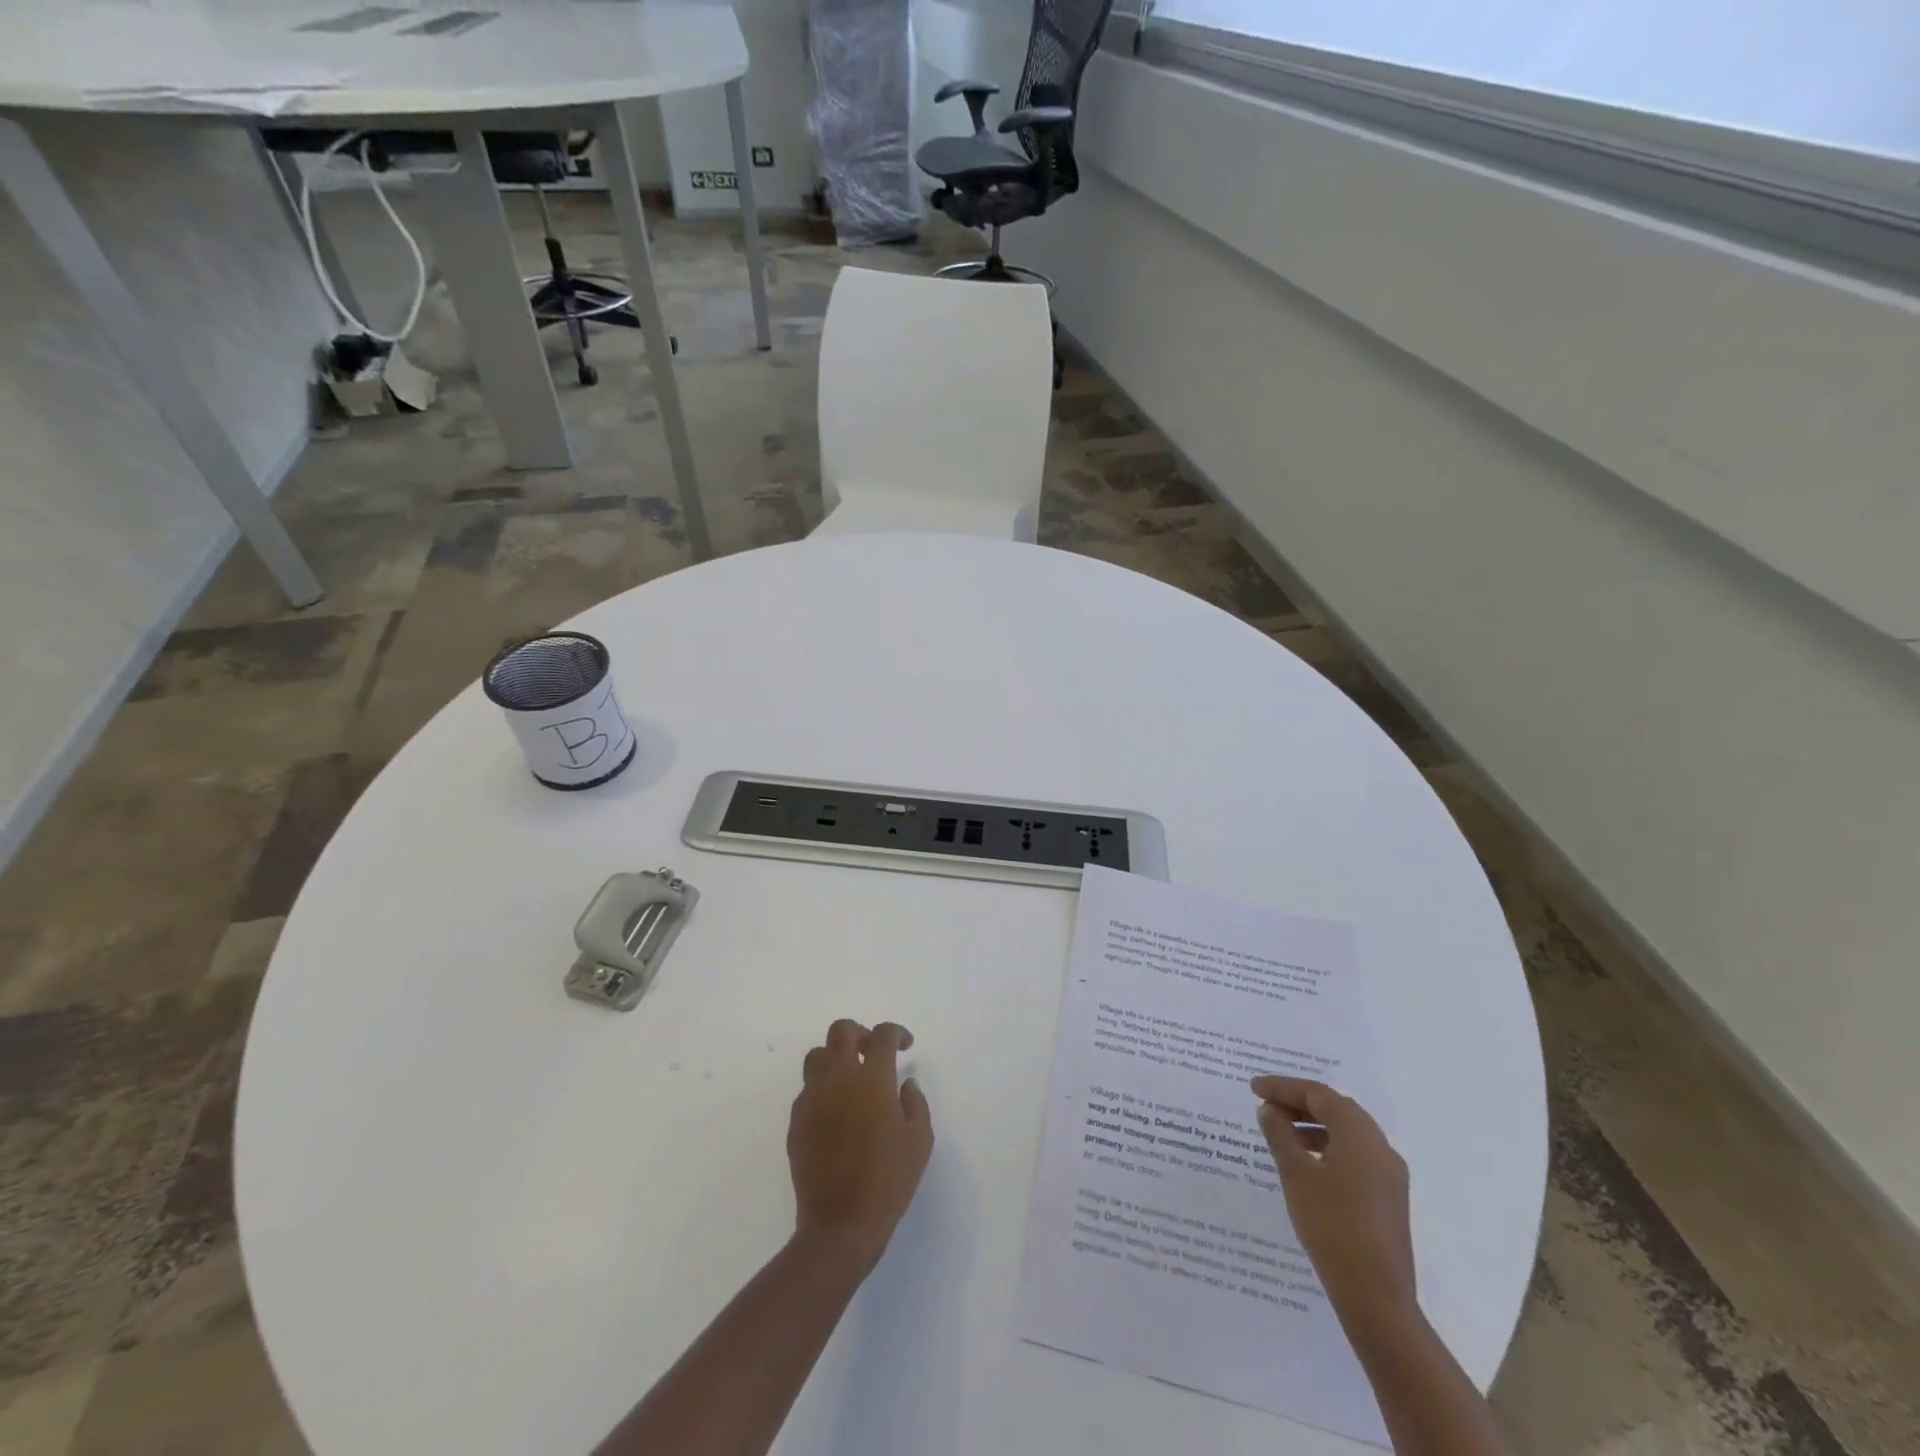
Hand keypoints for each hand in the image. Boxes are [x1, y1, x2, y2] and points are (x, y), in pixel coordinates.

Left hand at [788, 1020, 932, 1273]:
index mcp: (872, 1079)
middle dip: (860, 1034)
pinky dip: (823, 1088)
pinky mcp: (796, 1121)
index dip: (896, 1032)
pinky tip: (836, 1111)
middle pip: (841, 1031)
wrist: (840, 1225)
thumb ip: (915, 1103)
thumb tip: (905, 1084)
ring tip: (851, 1077)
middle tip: (873, 1052)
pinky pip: (807, 1089)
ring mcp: (812, 1098)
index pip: (882, 1035)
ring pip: (817, 1055)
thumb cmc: (888, 1181)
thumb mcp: (919, 1141)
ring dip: (835, 1057)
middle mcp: (839, 1078)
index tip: (905, 1045)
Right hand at [1251, 1076, 1415, 1331]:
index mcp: (1360, 1134)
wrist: (1376, 1296)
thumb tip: (1269, 1110)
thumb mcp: (1296, 1174)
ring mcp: (1389, 1175)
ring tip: (1281, 1133)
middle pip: (1337, 1109)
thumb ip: (1280, 1135)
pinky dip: (1329, 1147)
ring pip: (1348, 1133)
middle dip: (1300, 1102)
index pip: (1318, 1095)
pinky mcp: (1389, 1198)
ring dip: (1314, 1125)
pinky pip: (1356, 1156)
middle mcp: (1380, 1147)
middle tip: (1267, 1105)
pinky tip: (1307, 1163)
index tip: (1254, 1088)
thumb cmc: (1331, 1225)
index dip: (1283, 1087)